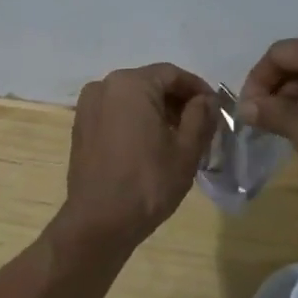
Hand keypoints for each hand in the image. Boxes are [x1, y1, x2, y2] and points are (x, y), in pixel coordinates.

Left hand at [55, 63, 217, 252]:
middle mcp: (104, 86)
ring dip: (158, 111)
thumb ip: (201, 116)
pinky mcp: (81, 127)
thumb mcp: (186, 150)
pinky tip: (152, 145)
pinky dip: (136, 121)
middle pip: (151, 84)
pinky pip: (116, 113)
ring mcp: (88, 106)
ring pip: (132, 99)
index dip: (198, 89)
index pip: (173, 74)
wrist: (99, 222)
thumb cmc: (148, 183)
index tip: (216, 108)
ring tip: (180, 137)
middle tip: (202, 125)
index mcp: (130, 84)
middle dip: (178, 101)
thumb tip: (206, 100)